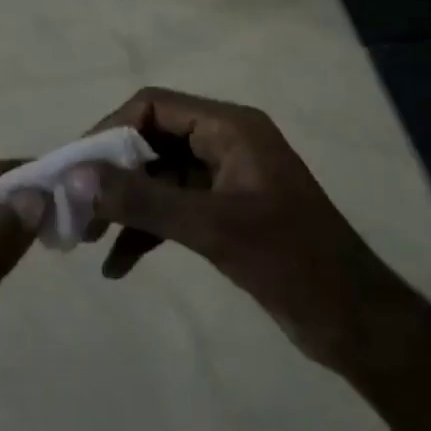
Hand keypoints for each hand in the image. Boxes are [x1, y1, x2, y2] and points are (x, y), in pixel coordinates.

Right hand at [73, 89, 407, 375]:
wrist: (357, 324)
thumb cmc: (293, 262)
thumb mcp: (213, 229)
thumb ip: (142, 201)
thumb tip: (74, 177)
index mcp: (230, 128)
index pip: (153, 107)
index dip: (109, 131)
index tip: (75, 169)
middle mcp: (224, 143)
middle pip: (150, 141)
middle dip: (110, 173)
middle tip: (73, 207)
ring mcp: (223, 180)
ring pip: (156, 178)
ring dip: (122, 204)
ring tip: (85, 238)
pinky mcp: (223, 214)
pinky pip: (171, 210)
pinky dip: (144, 231)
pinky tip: (117, 266)